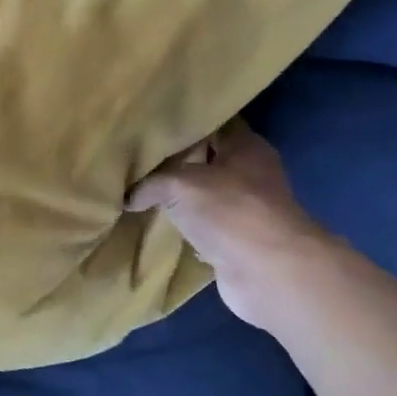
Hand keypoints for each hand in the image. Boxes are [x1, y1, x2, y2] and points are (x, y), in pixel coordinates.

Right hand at [127, 118, 334, 329]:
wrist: (267, 272)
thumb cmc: (229, 211)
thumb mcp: (178, 183)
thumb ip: (150, 182)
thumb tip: (129, 196)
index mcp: (245, 147)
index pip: (211, 124)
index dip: (183, 123)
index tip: (149, 126)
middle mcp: (250, 174)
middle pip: (206, 160)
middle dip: (174, 162)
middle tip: (135, 160)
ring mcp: (245, 210)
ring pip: (203, 196)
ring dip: (178, 198)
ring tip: (138, 193)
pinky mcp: (237, 241)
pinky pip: (202, 227)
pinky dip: (184, 228)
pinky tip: (156, 226)